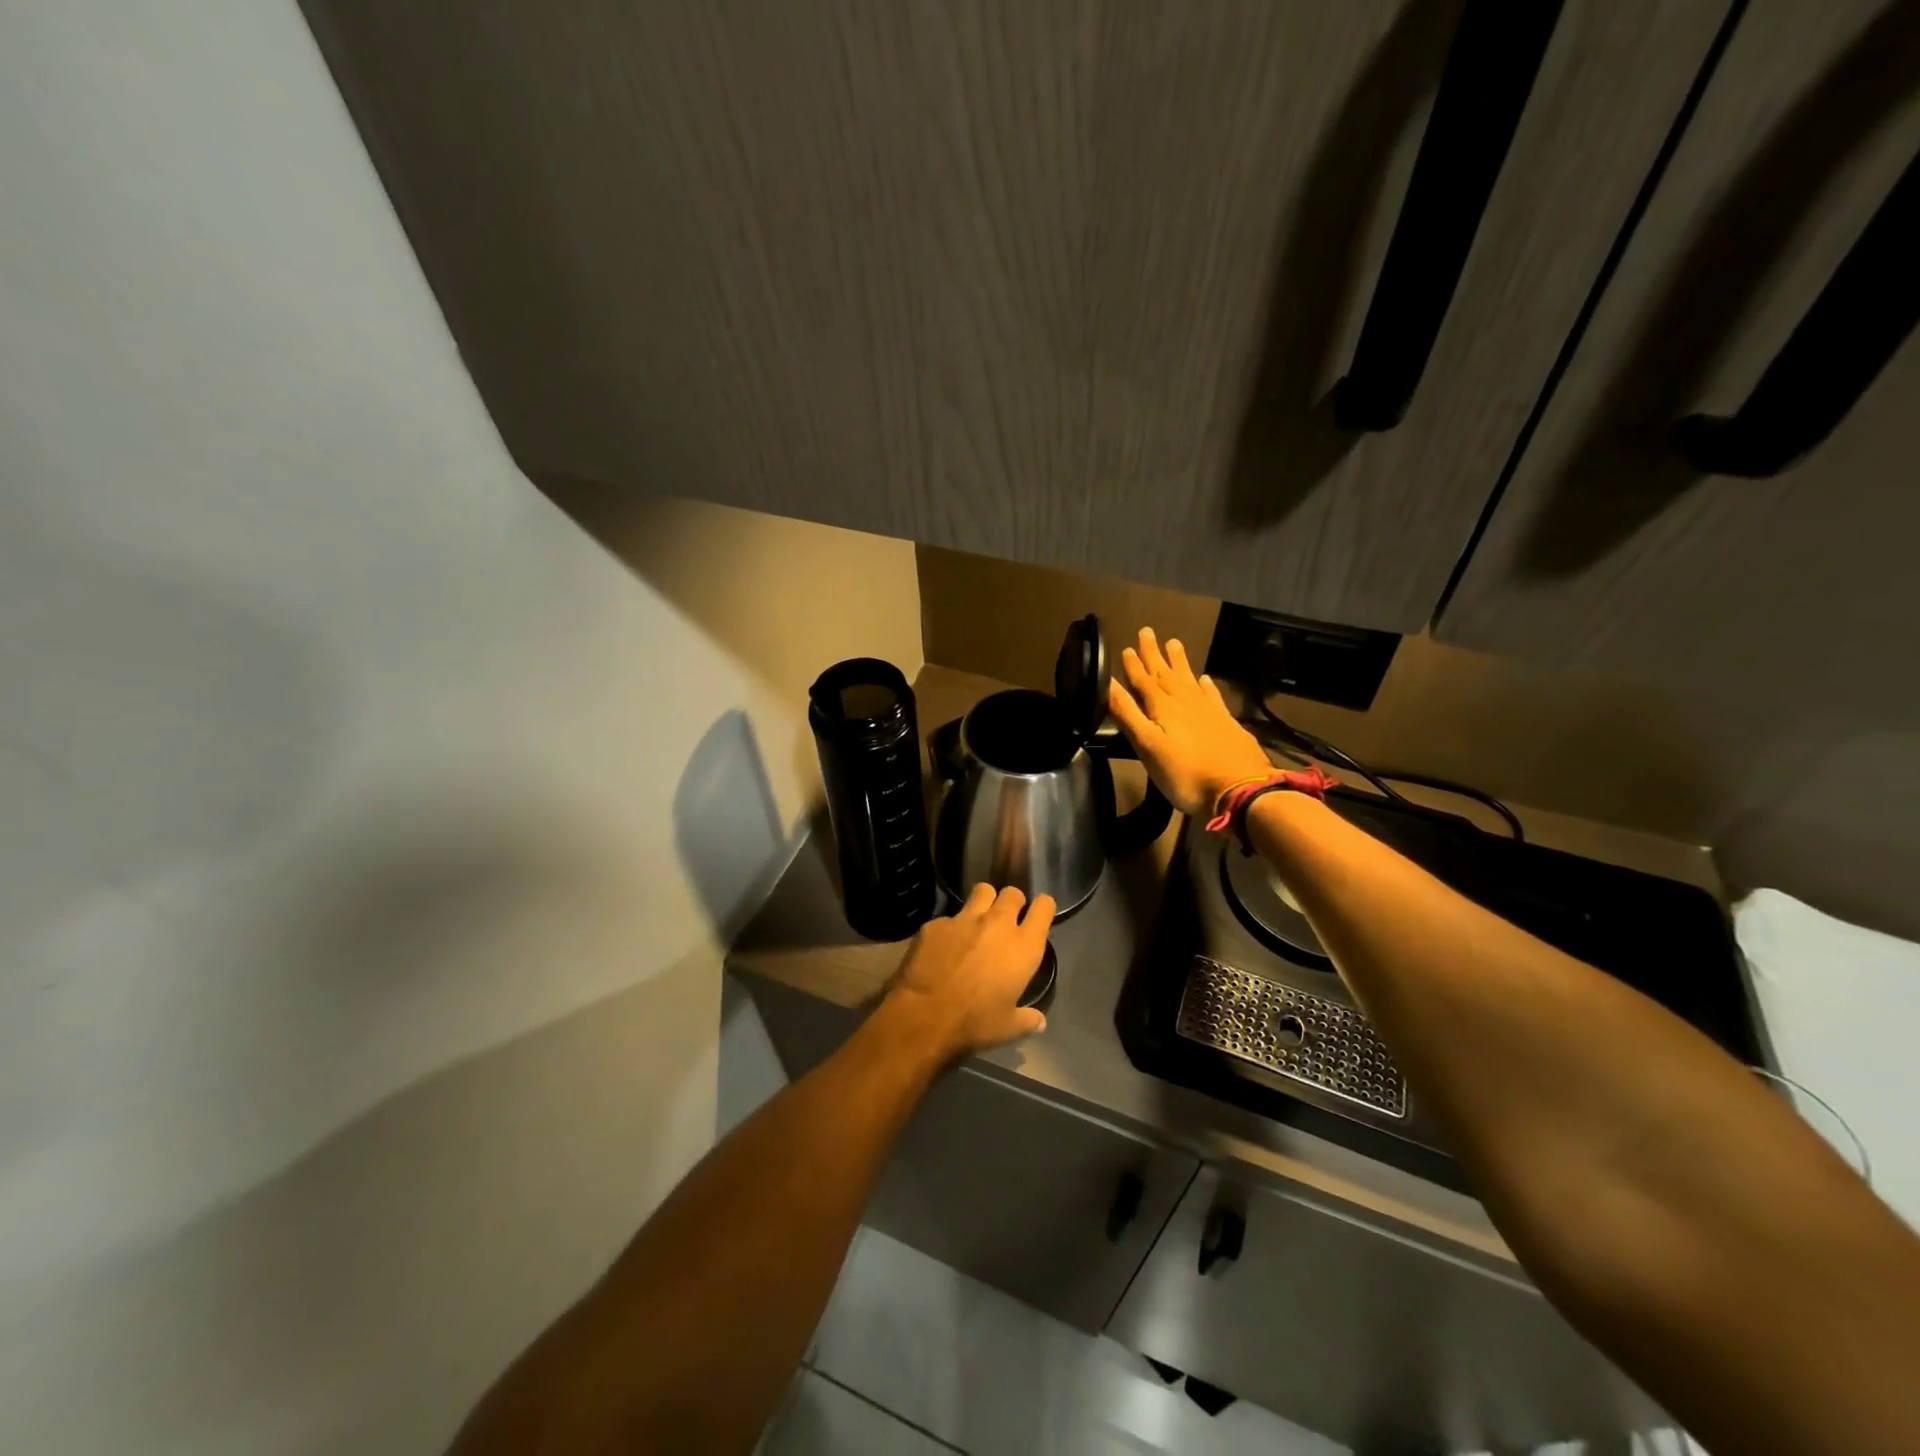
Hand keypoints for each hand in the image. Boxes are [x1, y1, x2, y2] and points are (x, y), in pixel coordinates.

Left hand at [887, 883, 1055, 1058]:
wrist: (924, 1015)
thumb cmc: (974, 1023)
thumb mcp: (1007, 1027)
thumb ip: (1027, 1019)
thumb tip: (1040, 1022)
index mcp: (1023, 947)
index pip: (1044, 907)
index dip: (1043, 908)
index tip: (1038, 916)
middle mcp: (997, 924)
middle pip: (1012, 893)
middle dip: (1012, 902)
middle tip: (1006, 920)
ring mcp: (965, 918)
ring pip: (982, 891)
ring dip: (984, 902)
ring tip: (978, 920)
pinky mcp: (936, 923)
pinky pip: (949, 917)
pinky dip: (950, 928)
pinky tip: (943, 946)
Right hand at [1108, 627, 1274, 819]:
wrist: (1239, 790)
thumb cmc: (1184, 773)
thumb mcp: (1147, 746)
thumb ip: (1127, 713)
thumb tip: (1107, 683)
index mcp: (1163, 707)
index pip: (1143, 680)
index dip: (1133, 665)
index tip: (1126, 647)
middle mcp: (1186, 702)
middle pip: (1166, 673)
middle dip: (1154, 654)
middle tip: (1148, 631)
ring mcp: (1209, 711)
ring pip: (1189, 679)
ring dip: (1179, 662)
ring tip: (1174, 643)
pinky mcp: (1226, 723)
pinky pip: (1212, 695)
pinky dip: (1206, 685)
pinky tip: (1205, 679)